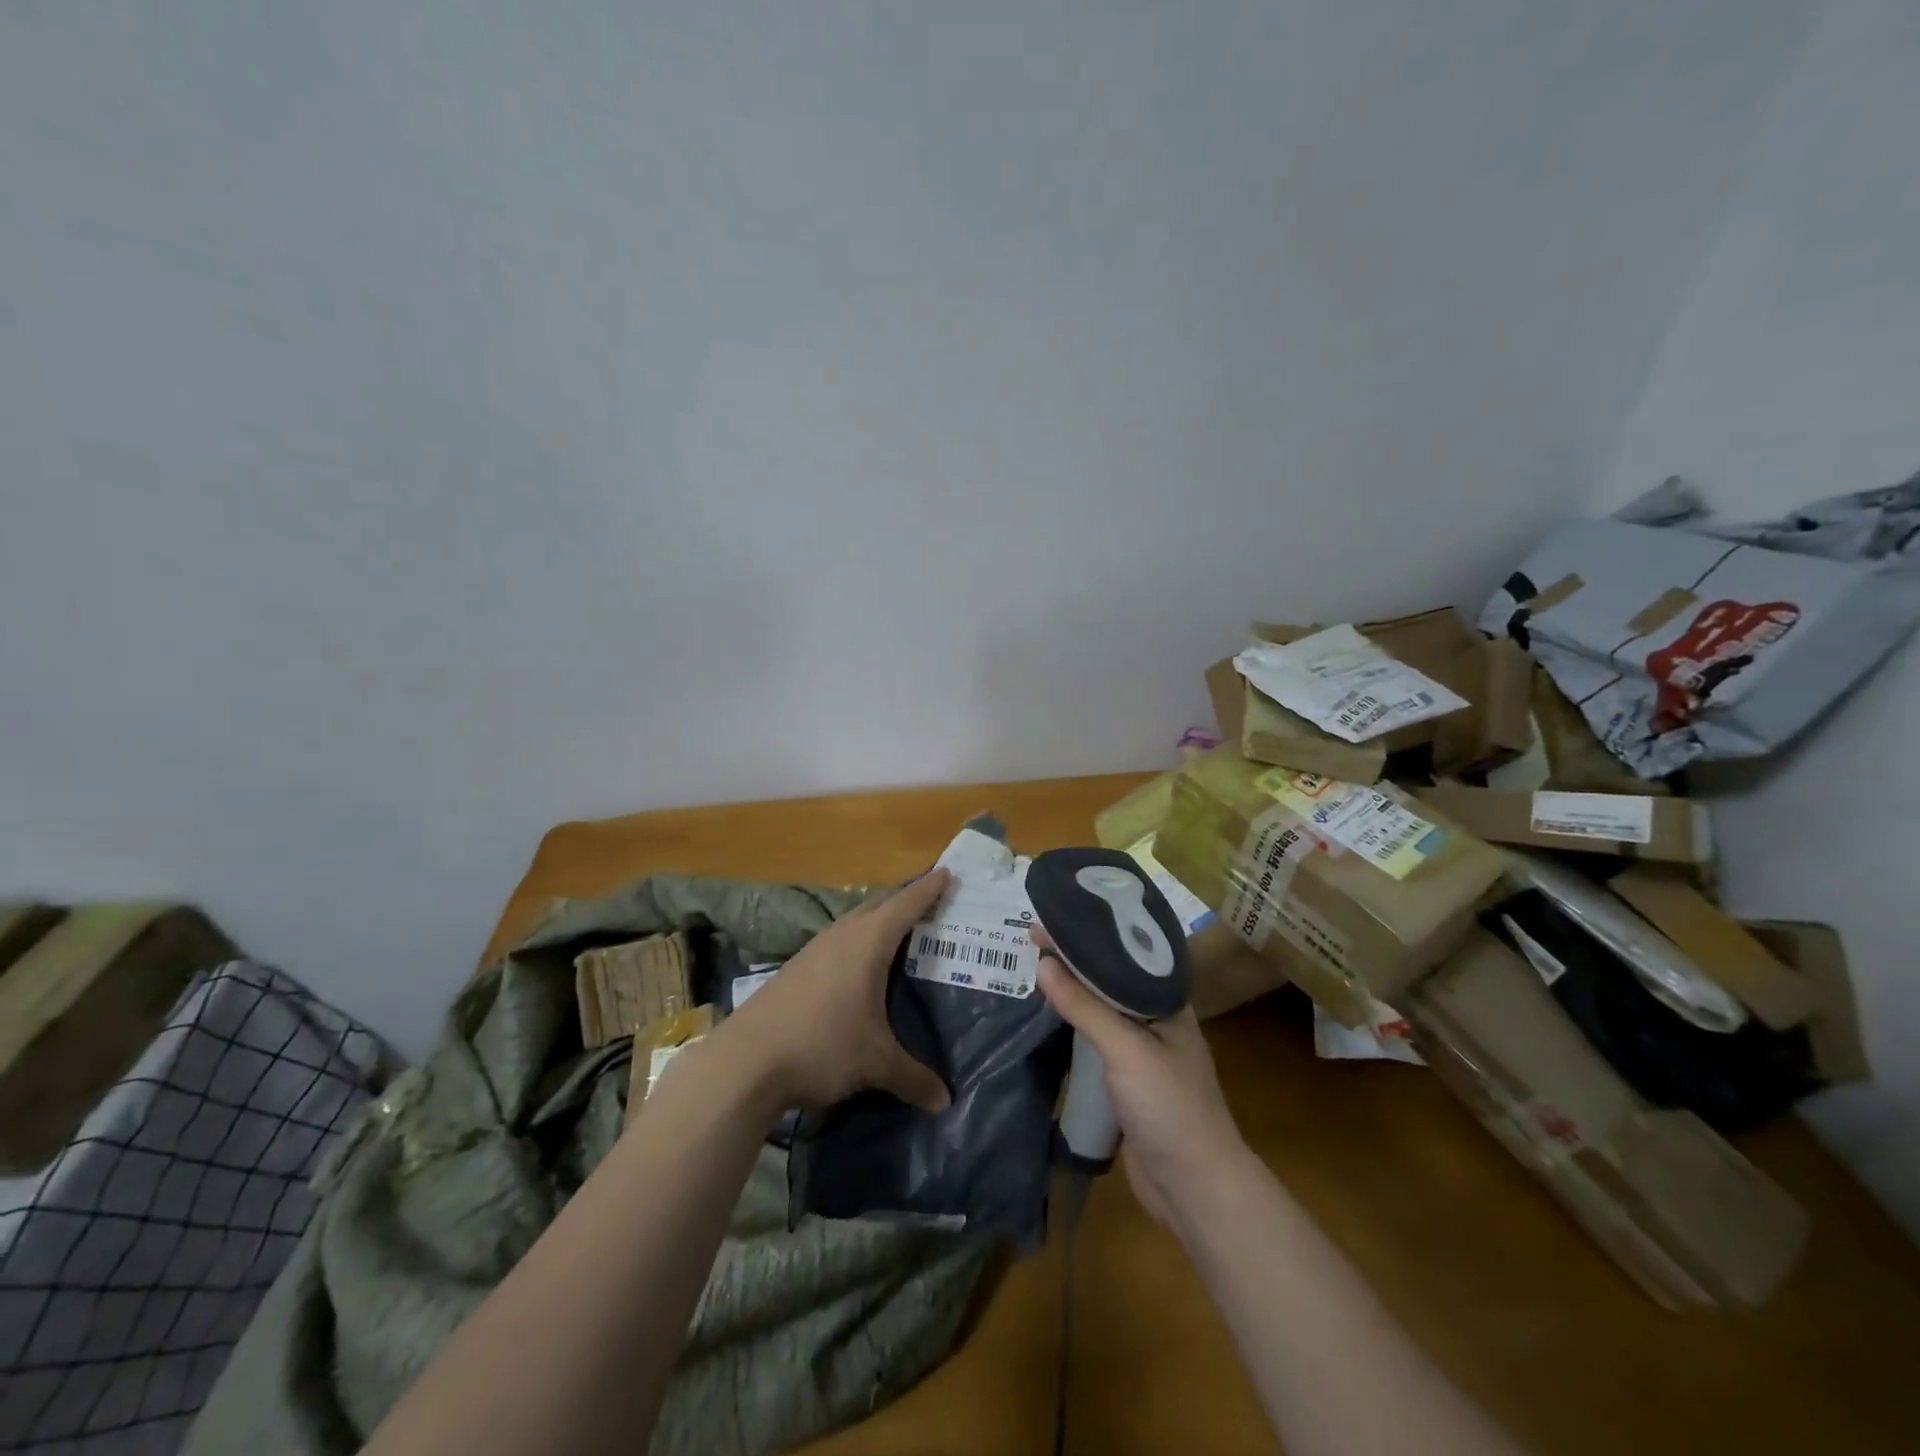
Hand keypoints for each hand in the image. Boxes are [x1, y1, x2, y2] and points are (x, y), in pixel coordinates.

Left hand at [716, 869, 954, 1116]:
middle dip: (904, 902)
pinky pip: (836, 943)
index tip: (946, 872)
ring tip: (897, 935)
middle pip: (878, 906)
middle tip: (930, 906)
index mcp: (867, 943)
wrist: (744, 1061)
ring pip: (853, 924)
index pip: (905, 905)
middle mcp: (840, 936)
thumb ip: (913, 1077)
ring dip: (876, 922)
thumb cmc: (821, 1046)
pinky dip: (855, 944)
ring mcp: (813, 951)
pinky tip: (856, 969)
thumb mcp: (875, 1063)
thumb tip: (945, 1100)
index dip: (928, 889)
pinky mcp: (794, 970)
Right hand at [1034, 929, 1247, 1225]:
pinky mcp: (1126, 1080)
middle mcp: (1155, 1019)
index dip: (1089, 932)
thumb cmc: (1169, 1106)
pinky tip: (1048, 1019)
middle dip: (1075, 959)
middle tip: (1032, 941)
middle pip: (1109, 978)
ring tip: (1033, 969)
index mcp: (1166, 1001)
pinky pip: (1094, 1042)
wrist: (1194, 1187)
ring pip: (1101, 1010)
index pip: (1124, 952)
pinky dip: (1072, 1026)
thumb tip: (1043, 964)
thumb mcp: (1126, 1049)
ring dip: (1071, 991)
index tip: (1050, 917)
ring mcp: (1141, 1051)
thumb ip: (1085, 1007)